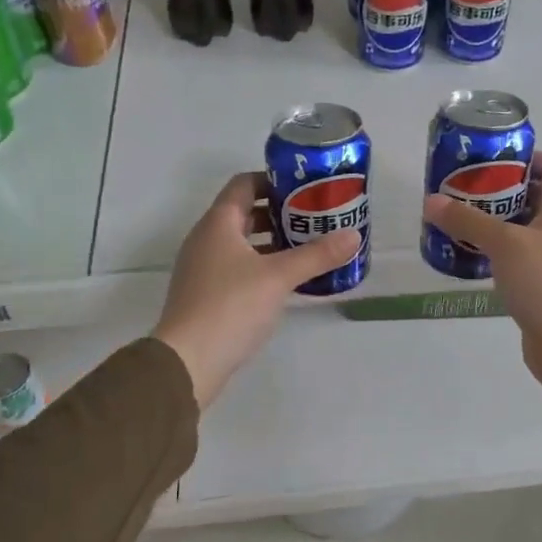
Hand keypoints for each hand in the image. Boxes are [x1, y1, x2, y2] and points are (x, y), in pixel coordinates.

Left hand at [153, 173, 361, 409]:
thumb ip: (317, 255)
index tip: (305, 188)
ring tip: (307, 247)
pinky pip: (238, 267)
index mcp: (218, 223)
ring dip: (272, 241)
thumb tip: (354, 235)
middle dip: (279, 213)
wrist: (187, 361)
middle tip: (314, 218)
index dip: (273, 181)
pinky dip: (262, 266)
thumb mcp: (279, 277)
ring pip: (242, 243)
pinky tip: (287, 281)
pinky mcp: (206, 294)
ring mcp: (203, 268)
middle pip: (244, 213)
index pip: (244, 184)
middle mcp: (206, 239)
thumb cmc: (231, 306)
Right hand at [422, 153, 541, 444]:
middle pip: (534, 197)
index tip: (491, 159)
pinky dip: (495, 253)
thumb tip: (431, 200)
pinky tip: (469, 255)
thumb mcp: (504, 244)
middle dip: (499, 190)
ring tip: (458, 219)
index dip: (527, 157)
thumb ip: (468, 221)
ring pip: (522, 230)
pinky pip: (517, 258)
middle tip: (463, 189)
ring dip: (494, 223)